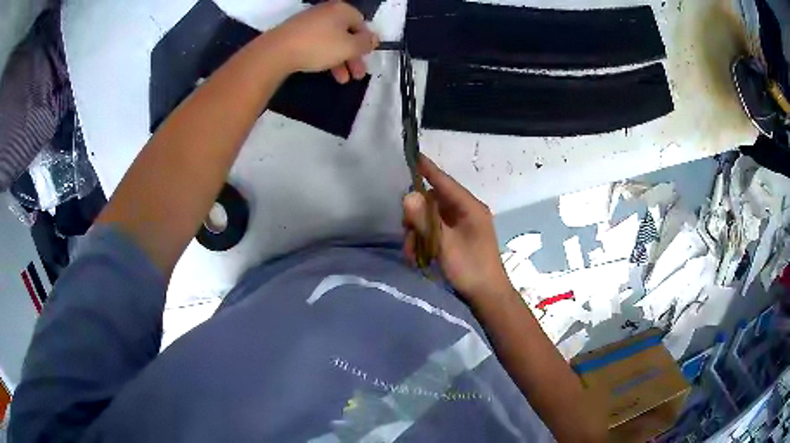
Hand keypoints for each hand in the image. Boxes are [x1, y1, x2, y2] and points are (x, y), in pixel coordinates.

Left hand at [267, 0, 378, 82]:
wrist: (277, 51)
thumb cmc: (319, 46)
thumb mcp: (349, 47)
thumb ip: (365, 43)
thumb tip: (374, 39)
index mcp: (342, 10)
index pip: (362, 24)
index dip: (365, 42)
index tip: (366, 58)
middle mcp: (326, 12)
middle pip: (346, 34)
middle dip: (353, 56)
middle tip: (357, 75)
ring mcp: (309, 21)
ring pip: (331, 41)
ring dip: (340, 61)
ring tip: (342, 80)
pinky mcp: (295, 33)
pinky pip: (316, 43)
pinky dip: (323, 56)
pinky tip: (324, 69)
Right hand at [403, 155, 513, 301]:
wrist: (488, 296)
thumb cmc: (471, 269)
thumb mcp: (445, 245)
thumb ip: (426, 221)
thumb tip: (408, 196)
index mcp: (470, 208)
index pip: (445, 182)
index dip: (428, 169)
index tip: (412, 155)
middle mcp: (467, 212)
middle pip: (434, 201)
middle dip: (417, 216)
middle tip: (406, 231)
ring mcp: (463, 226)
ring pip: (432, 218)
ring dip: (418, 232)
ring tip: (412, 253)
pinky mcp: (459, 238)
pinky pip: (437, 231)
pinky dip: (425, 240)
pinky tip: (418, 257)